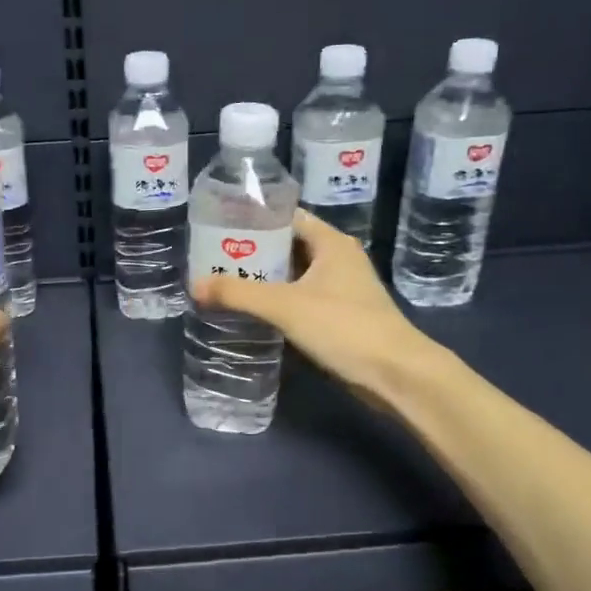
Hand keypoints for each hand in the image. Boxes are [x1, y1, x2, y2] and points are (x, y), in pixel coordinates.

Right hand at [191, 210, 435, 411]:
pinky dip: (278, 301)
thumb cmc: (344, 327)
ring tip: (225, 282)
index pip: (287, 216)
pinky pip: (301, 299)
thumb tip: (194, 285)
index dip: (254, 218)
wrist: (396, 374)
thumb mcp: (285, 306)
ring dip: (265, 279)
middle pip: (288, 245)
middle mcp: (337, 259)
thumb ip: (238, 294)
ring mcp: (341, 289)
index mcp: (330, 243)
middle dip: (253, 251)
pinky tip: (253, 312)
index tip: (219, 225)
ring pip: (294, 275)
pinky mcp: (341, 316)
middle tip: (213, 257)